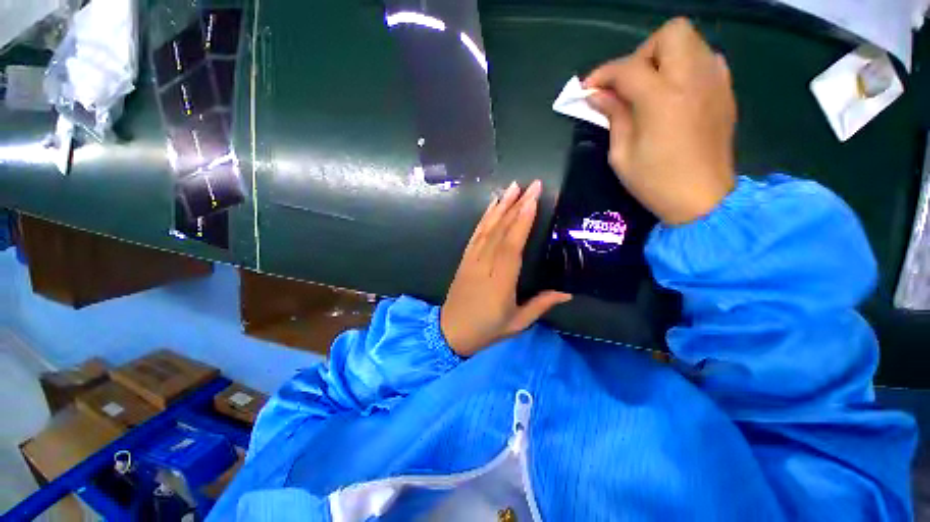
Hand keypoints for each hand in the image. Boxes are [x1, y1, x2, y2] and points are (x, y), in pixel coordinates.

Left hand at [441, 180, 571, 357]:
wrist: (450, 332)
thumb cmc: (486, 330)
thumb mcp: (517, 323)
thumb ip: (541, 305)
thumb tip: (566, 292)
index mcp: (500, 282)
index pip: (512, 246)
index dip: (522, 221)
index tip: (533, 200)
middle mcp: (484, 265)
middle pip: (501, 231)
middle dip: (516, 205)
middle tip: (531, 185)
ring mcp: (472, 260)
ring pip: (487, 228)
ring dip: (500, 206)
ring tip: (513, 187)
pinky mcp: (465, 259)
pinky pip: (475, 235)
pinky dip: (484, 218)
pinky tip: (492, 206)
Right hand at [584, 18, 736, 224]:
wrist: (703, 199)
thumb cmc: (655, 182)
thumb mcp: (622, 154)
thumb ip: (613, 116)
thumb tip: (597, 96)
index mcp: (662, 100)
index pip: (628, 68)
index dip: (603, 74)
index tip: (588, 89)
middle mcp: (693, 79)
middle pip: (671, 33)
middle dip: (643, 53)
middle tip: (628, 84)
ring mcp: (715, 82)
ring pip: (691, 42)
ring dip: (664, 57)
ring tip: (650, 89)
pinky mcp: (725, 91)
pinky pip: (705, 60)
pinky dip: (685, 67)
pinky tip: (673, 94)